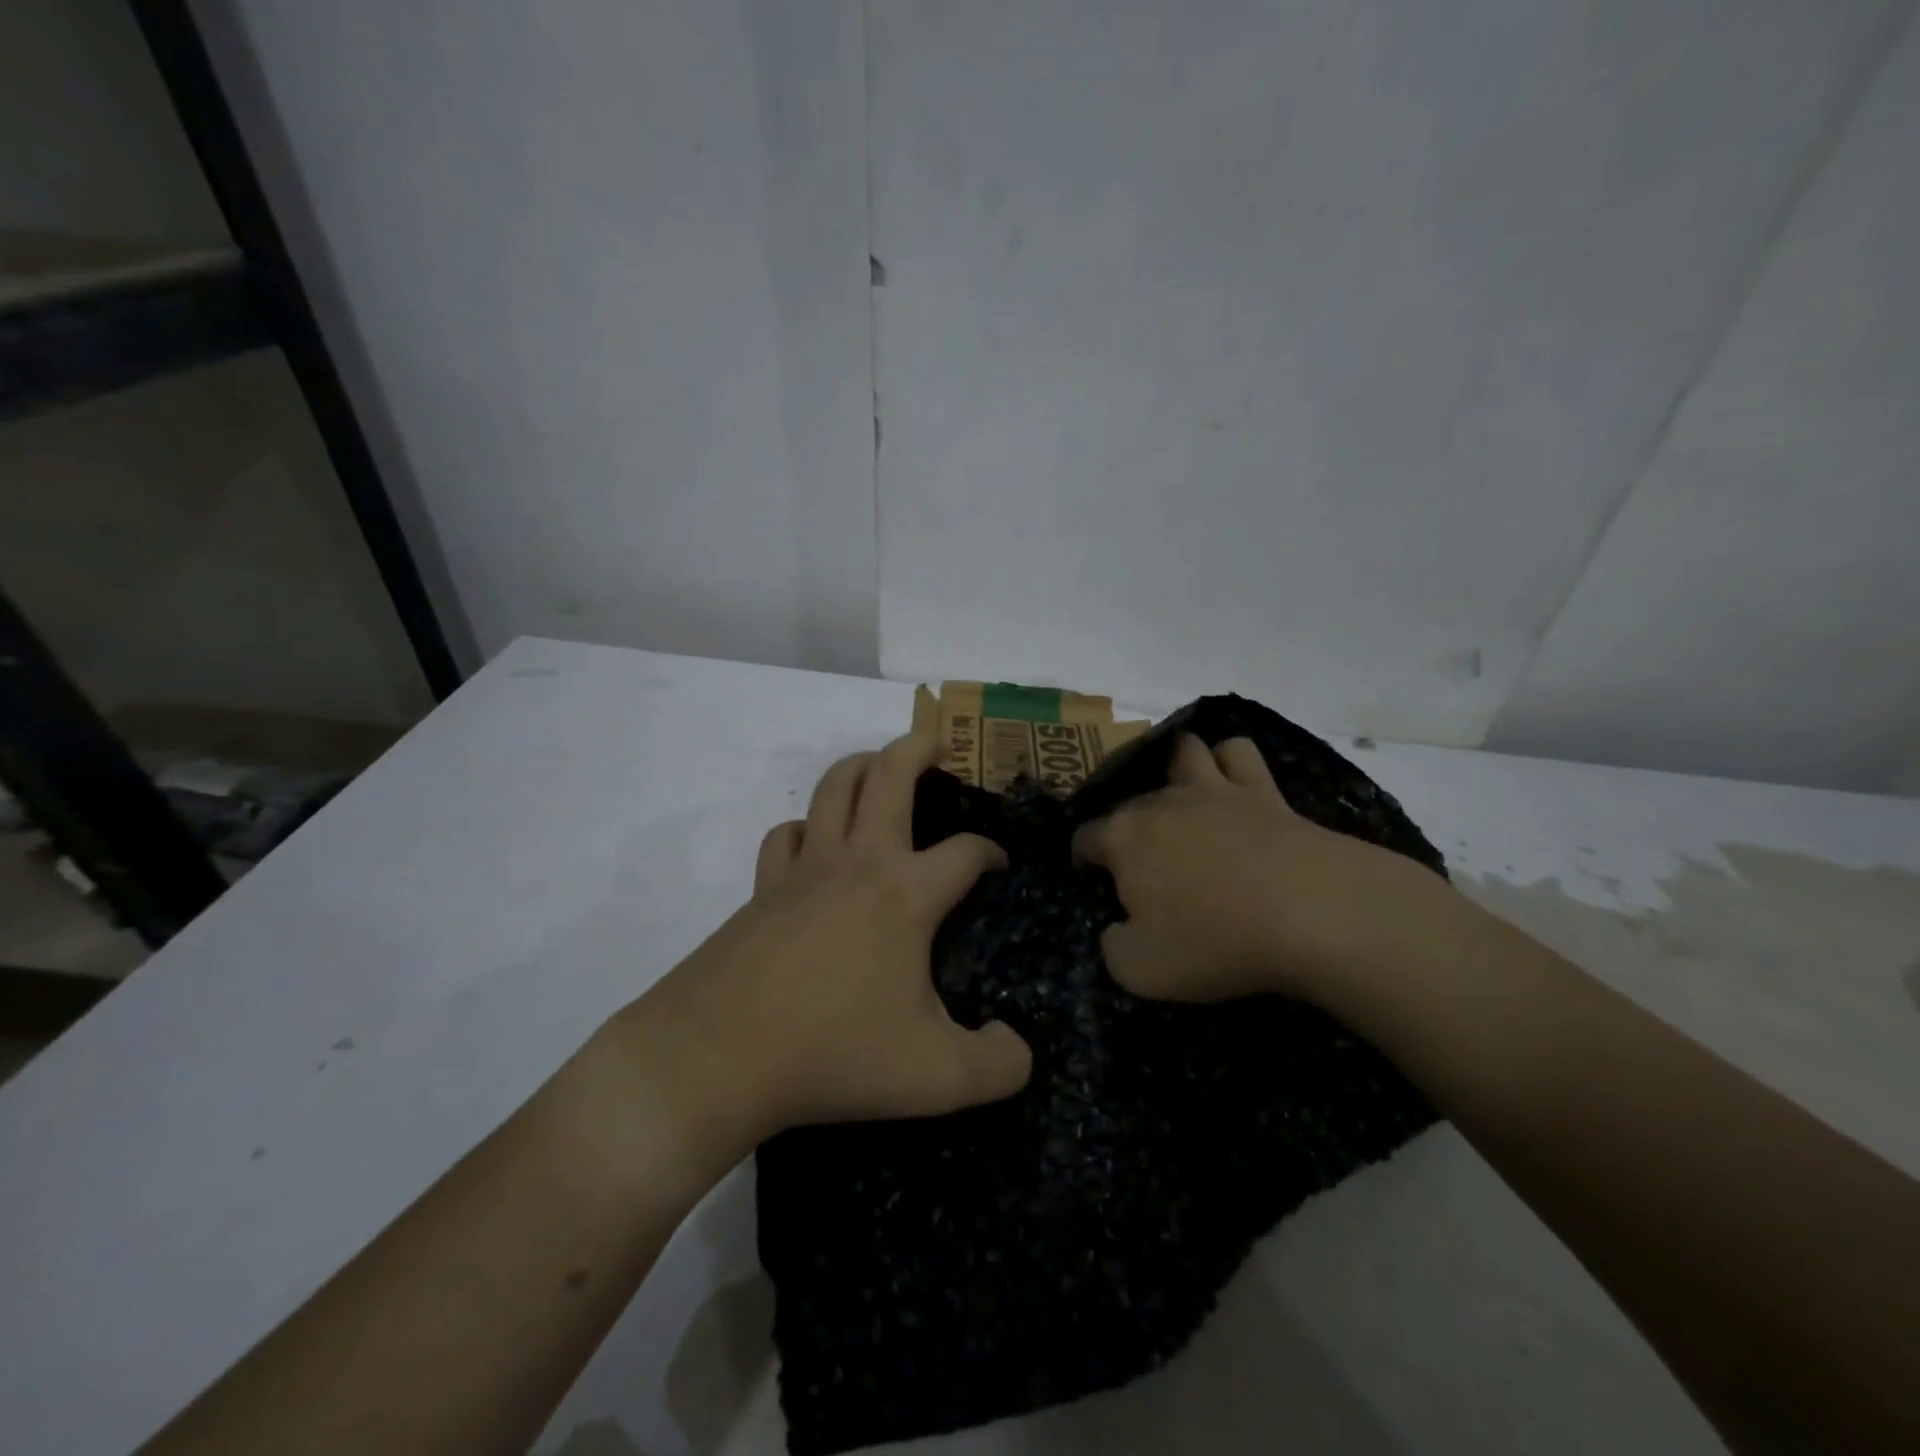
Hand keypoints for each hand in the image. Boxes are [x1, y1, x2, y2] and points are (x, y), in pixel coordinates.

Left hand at [631, 733, 1032, 1145]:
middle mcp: (857, 862)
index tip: (1000, 867)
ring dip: (862, 765)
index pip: (966, 851)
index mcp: (905, 893)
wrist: (717, 1058)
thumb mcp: (937, 1078)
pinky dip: (807, 827)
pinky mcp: (762, 888)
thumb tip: (1018, 1049)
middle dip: (920, 747)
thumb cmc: (834, 1054)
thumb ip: (997, 1067)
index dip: (992, 852)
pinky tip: (814, 846)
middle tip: (940, 746)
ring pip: (833, 787)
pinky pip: (787, 834)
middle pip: (890, 773)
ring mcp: (803, 869)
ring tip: (880, 769)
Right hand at [1071, 733, 1461, 1003]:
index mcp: (1124, 838)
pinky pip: (1238, 753)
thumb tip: (1118, 928)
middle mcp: (1161, 802)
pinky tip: (1232, 783)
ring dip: (1176, 770)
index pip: (1085, 838)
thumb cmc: (1215, 941)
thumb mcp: (1140, 969)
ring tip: (1183, 801)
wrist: (1312, 913)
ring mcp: (1214, 790)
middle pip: (1130, 801)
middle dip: (1127, 827)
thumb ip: (1113, 947)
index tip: (1094, 882)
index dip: (1083, 859)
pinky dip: (1229, 762)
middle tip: (1146, 867)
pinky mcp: (1264, 791)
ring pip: (1184, 753)